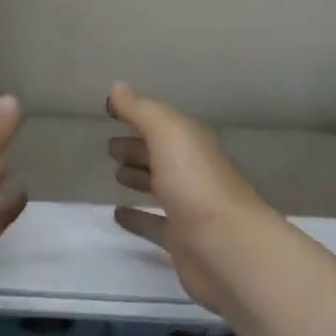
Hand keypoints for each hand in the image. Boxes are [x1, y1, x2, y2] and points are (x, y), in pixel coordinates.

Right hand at [106, 82, 274, 315]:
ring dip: (139, 178)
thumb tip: (117, 88)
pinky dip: (137, 217)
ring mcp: (188, 208)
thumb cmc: (195, 185)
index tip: (111, 112)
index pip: (163, 124)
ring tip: (115, 175)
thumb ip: (142, 111)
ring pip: (160, 187)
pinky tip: (117, 214)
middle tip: (110, 148)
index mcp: (193, 145)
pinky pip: (154, 224)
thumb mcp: (168, 135)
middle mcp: (193, 173)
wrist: (225, 247)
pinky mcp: (181, 240)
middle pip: (162, 155)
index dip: (139, 116)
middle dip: (138, 148)